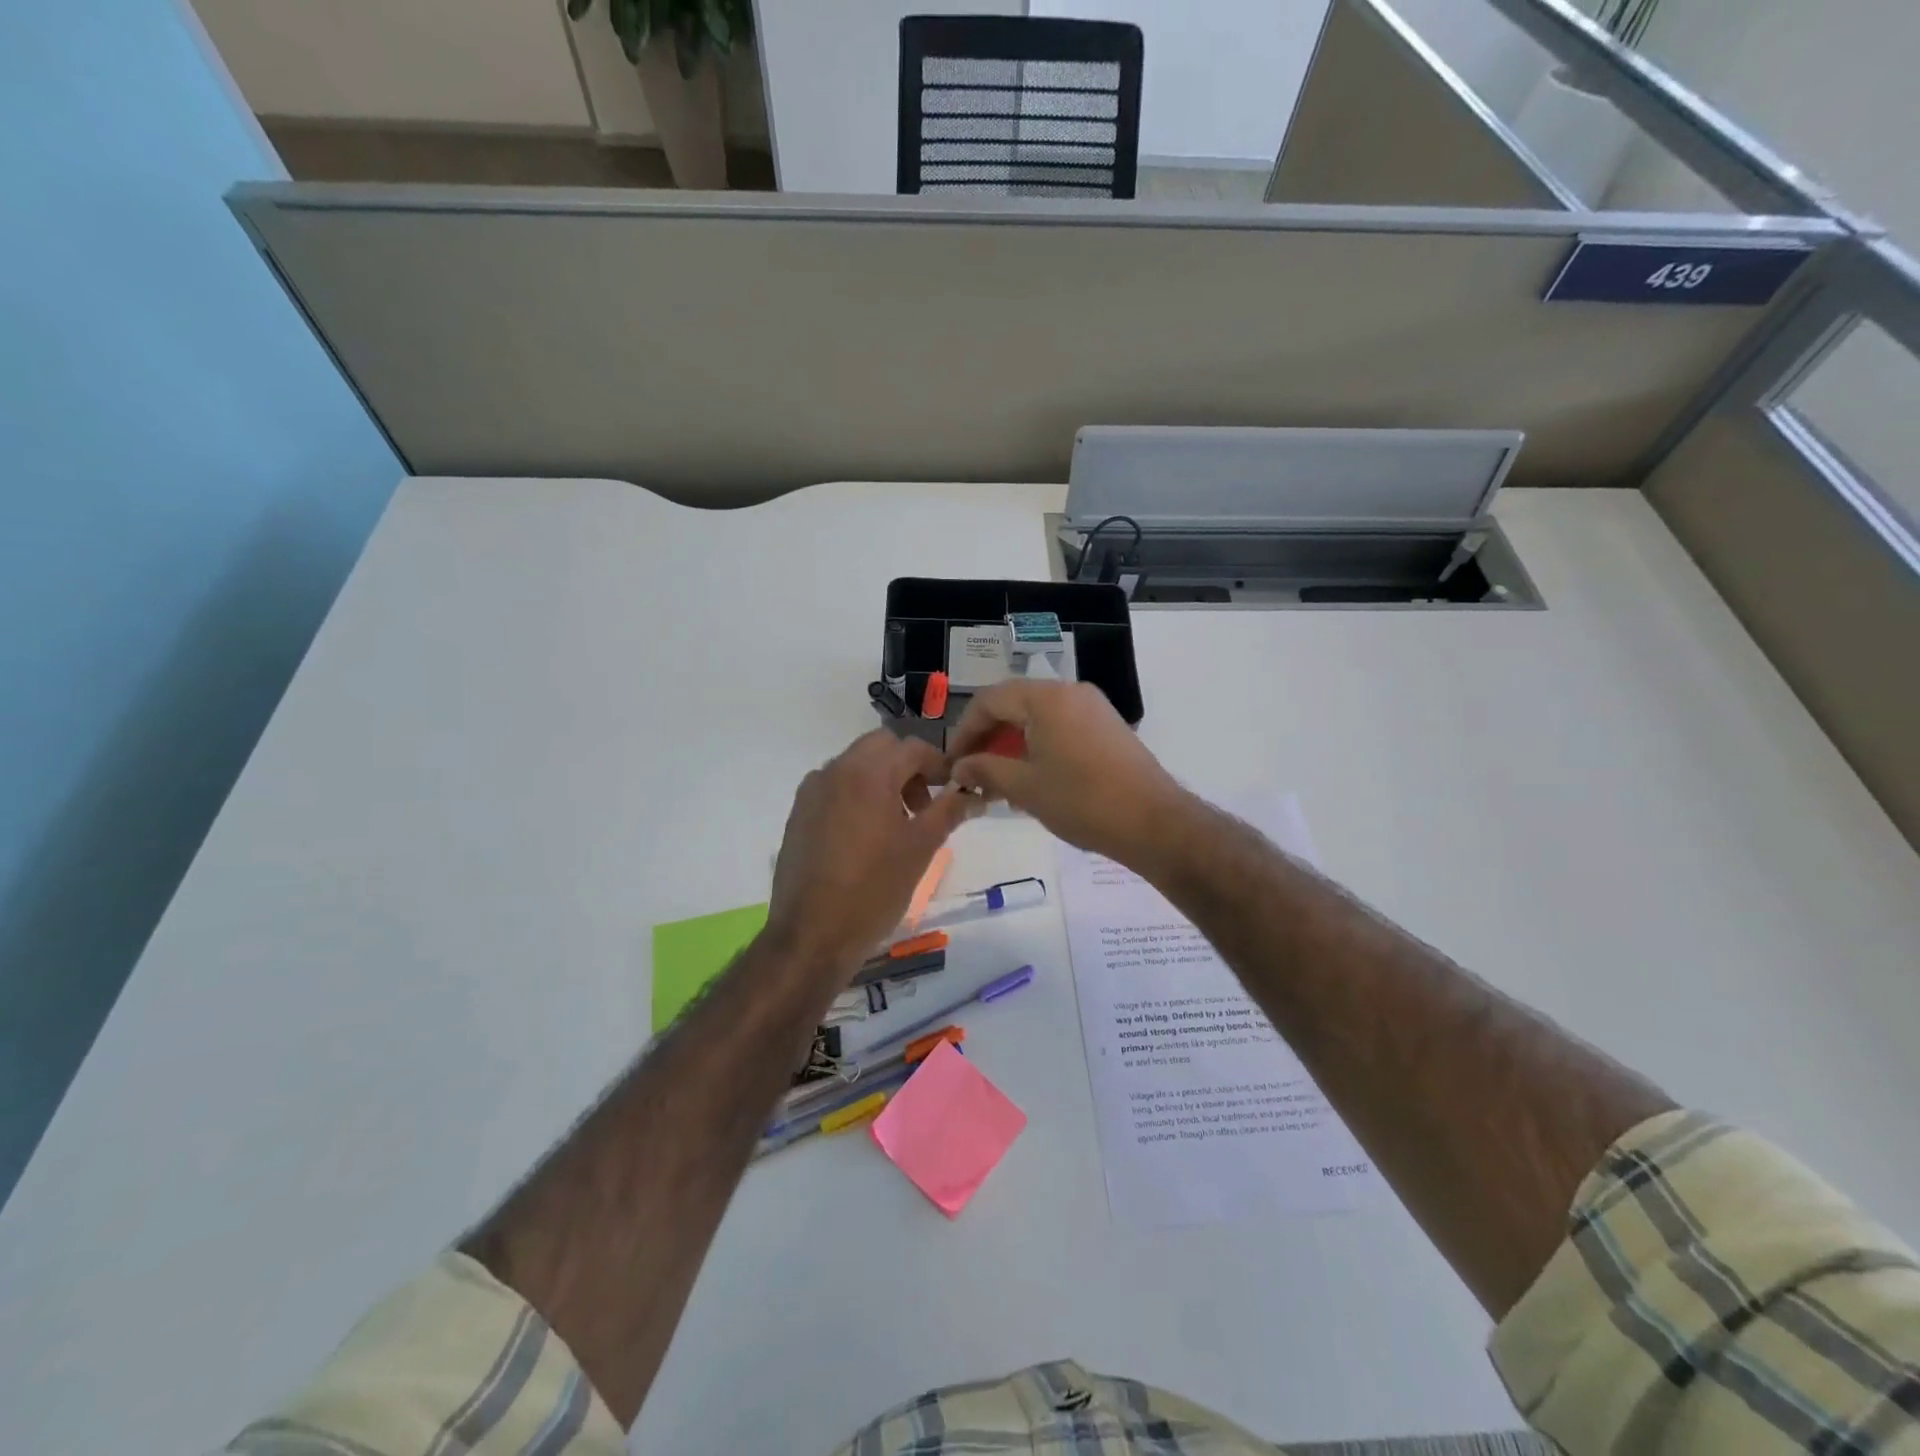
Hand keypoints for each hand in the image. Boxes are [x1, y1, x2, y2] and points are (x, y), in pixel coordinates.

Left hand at [765, 731, 976, 980]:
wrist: (812, 935)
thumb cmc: (874, 890)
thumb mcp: (921, 848)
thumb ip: (949, 811)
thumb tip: (974, 794)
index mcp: (868, 774)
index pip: (912, 748)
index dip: (939, 764)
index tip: (954, 789)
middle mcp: (835, 771)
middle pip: (880, 747)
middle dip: (908, 767)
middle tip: (924, 805)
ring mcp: (812, 791)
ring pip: (855, 764)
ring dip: (882, 779)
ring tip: (896, 824)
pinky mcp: (798, 813)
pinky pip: (834, 786)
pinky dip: (857, 794)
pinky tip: (865, 836)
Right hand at [947, 680, 1187, 863]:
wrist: (1153, 822)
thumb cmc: (1082, 801)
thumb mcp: (1024, 787)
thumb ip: (985, 769)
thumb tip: (960, 767)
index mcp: (1046, 698)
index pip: (989, 700)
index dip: (964, 731)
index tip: (952, 763)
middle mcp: (1070, 692)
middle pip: (1015, 705)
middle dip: (988, 739)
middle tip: (972, 773)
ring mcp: (1093, 708)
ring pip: (1038, 718)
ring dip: (1013, 745)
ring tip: (999, 783)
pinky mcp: (1108, 727)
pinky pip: (1061, 727)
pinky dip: (1039, 747)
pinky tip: (1032, 780)